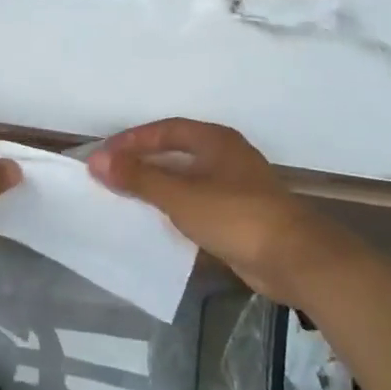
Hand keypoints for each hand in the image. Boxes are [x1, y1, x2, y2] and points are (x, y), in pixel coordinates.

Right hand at [89, 119, 346, 305]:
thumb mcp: (180, 195)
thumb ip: (138, 177)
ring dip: (158, 186)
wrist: (293, 259)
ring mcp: (236, 186)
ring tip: (126, 197)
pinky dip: (175, 208)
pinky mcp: (240, 215)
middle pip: (176, 152)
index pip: (165, 130)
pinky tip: (158, 222)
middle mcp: (226, 156)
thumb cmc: (235, 216)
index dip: (132, 140)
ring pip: (187, 179)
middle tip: (111, 174)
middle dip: (143, 161)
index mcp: (215, 140)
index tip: (104, 155)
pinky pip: (198, 203)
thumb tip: (97, 161)